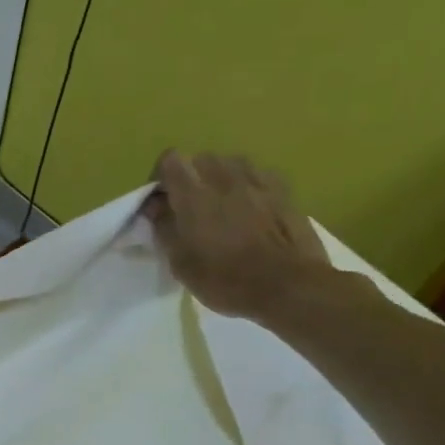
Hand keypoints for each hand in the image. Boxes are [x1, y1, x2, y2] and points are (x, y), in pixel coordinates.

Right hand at [142, 150, 336, 319]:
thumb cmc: (225, 278)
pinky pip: (256, 175)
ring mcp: (257, 179)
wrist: (288, 286)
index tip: (161, 203)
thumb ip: (163, 227)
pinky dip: (246, 186)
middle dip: (190, 178)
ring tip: (221, 207)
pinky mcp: (283, 189)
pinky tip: (250, 209)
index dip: (160, 178)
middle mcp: (224, 176)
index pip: (169, 160)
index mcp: (193, 193)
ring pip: (229, 164)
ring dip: (219, 179)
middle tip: (189, 208)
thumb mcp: (180, 261)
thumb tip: (155, 206)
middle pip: (200, 159)